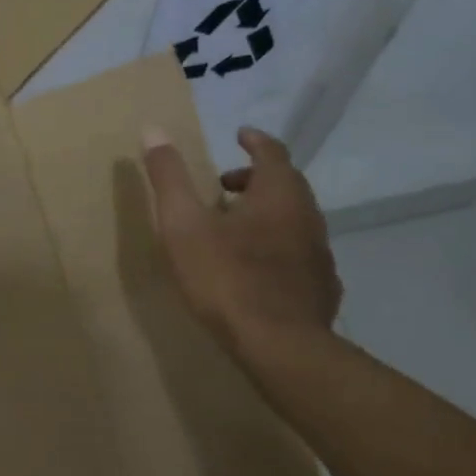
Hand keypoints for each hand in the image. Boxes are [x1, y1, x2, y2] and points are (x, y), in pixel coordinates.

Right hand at [140, 124, 340, 364]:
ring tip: (236, 228)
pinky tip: (259, 268)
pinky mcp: (322, 286)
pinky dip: (279, 245)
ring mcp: (320, 253)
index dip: (254, 141)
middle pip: (286, 184)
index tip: (240, 136)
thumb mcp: (183, 225)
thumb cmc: (226, 278)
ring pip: (295, 219)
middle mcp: (308, 215)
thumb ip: (168, 177)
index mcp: (278, 194)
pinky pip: (300, 252)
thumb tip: (153, 129)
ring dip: (267, 213)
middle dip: (256, 178)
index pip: (272, 152)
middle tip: (225, 185)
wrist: (279, 346)